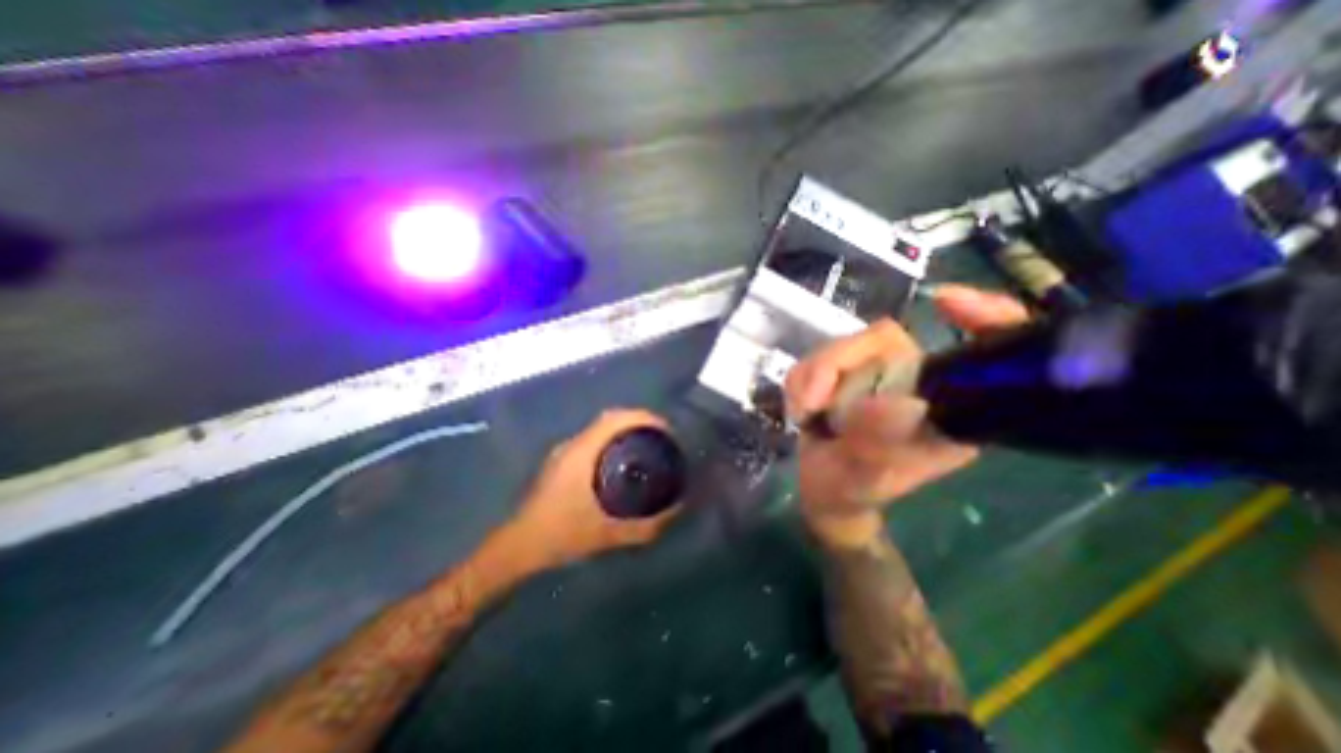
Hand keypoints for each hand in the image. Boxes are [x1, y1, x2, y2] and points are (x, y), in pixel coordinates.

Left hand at [512, 410, 683, 566]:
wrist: (518, 547)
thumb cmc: (561, 536)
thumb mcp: (608, 535)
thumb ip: (645, 526)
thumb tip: (676, 510)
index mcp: (582, 453)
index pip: (615, 419)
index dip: (642, 417)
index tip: (665, 429)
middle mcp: (572, 445)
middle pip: (610, 418)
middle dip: (638, 421)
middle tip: (661, 438)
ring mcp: (564, 452)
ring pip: (600, 428)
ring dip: (624, 429)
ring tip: (646, 446)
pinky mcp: (561, 461)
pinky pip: (593, 439)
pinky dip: (612, 440)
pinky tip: (622, 461)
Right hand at [788, 282, 1027, 546]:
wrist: (822, 489)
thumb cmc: (850, 491)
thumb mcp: (864, 477)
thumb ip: (878, 444)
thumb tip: (902, 403)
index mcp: (947, 413)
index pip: (980, 356)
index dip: (984, 318)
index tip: (946, 301)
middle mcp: (918, 385)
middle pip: (881, 341)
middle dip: (834, 367)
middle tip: (809, 405)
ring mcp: (880, 376)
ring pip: (843, 347)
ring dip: (812, 378)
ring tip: (803, 414)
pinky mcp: (849, 373)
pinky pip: (818, 357)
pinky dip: (800, 381)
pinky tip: (801, 409)